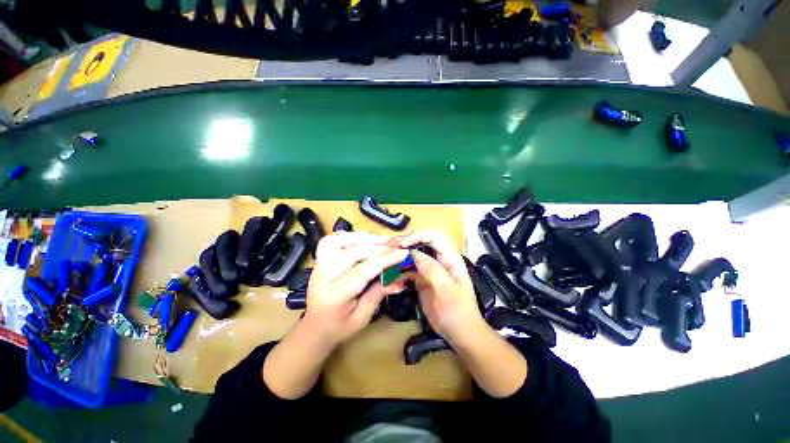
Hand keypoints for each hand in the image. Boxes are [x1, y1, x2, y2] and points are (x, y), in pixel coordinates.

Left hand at [305, 232, 409, 346]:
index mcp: (335, 295)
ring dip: (366, 238)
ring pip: (342, 240)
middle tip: (398, 245)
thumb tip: (398, 275)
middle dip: (379, 247)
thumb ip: (378, 293)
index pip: (363, 270)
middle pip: (354, 252)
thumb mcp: (363, 317)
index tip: (403, 253)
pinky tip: (365, 239)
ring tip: (385, 240)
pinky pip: (335, 239)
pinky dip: (352, 235)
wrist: (315, 325)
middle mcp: (323, 275)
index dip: (385, 259)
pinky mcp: (320, 258)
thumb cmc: (340, 326)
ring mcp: (320, 263)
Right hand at [391, 229, 484, 343]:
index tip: (402, 244)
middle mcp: (439, 259)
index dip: (418, 236)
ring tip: (387, 255)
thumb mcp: (446, 291)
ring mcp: (430, 268)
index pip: (435, 236)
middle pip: (423, 241)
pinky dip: (400, 267)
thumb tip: (414, 253)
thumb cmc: (458, 312)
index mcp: (450, 257)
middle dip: (407, 240)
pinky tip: (391, 271)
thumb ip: (432, 270)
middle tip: (390, 246)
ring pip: (414, 253)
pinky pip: (410, 267)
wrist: (460, 333)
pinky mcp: (422, 278)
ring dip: (401, 252)